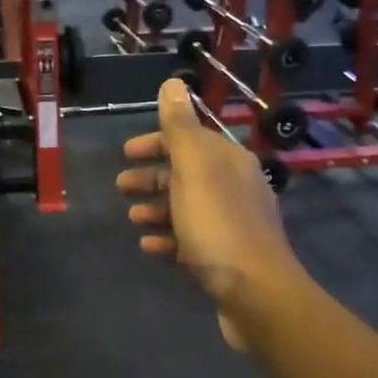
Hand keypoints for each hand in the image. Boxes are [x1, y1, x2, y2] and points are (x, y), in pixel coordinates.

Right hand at [117, 76, 305, 351]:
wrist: (257, 294)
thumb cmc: (219, 226)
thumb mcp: (194, 169)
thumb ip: (180, 127)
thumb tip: (173, 83)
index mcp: (228, 162)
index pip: (190, 139)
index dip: (157, 142)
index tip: (126, 152)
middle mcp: (234, 188)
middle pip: (187, 173)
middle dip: (152, 176)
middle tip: (120, 186)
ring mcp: (231, 225)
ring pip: (187, 208)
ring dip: (157, 208)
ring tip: (132, 218)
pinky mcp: (225, 258)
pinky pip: (190, 240)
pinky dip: (167, 239)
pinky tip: (148, 246)